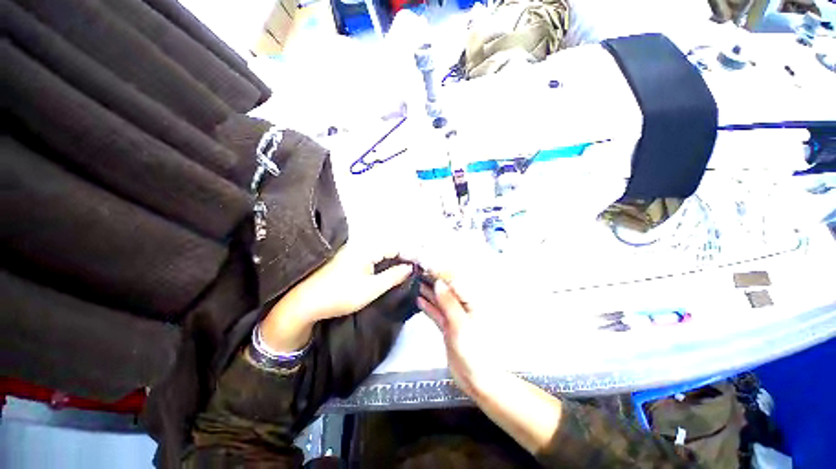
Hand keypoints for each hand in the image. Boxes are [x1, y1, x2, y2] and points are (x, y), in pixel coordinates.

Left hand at [261, 243, 412, 352]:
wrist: (304, 303)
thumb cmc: (340, 296)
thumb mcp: (371, 289)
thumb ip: (393, 276)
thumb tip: (410, 267)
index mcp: (366, 249)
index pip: (395, 247)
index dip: (409, 254)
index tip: (419, 265)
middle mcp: (360, 246)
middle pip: (387, 248)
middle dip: (402, 257)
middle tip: (414, 269)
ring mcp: (352, 251)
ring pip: (379, 252)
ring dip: (392, 260)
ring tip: (404, 270)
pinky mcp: (346, 258)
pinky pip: (370, 256)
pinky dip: (381, 262)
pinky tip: (385, 271)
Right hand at [418, 279, 497, 396]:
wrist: (476, 380)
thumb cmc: (474, 352)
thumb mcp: (460, 325)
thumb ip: (449, 303)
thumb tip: (438, 282)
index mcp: (472, 302)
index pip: (454, 282)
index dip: (440, 272)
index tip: (426, 263)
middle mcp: (463, 306)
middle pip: (446, 289)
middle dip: (433, 279)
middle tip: (417, 269)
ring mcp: (455, 316)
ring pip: (440, 299)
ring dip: (428, 290)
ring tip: (415, 280)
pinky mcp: (448, 327)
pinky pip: (437, 312)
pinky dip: (428, 306)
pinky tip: (419, 299)